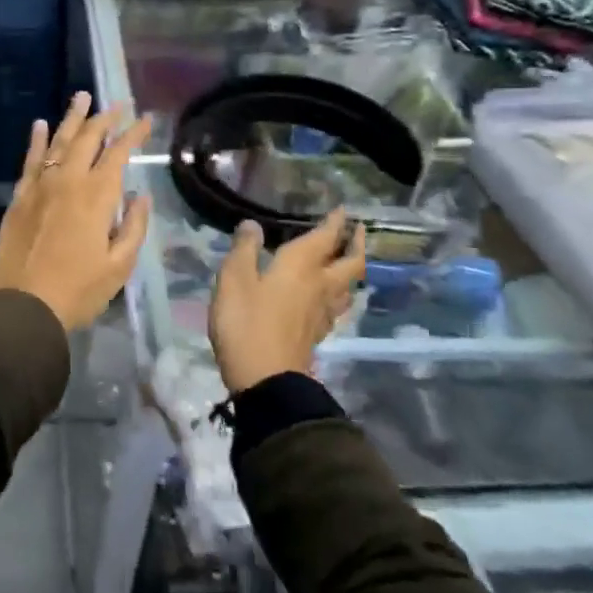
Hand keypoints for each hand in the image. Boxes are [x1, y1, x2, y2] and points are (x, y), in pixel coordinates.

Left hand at [0, 92, 152, 331]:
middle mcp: (67, 180)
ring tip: (81, 97)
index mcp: (96, 195)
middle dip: (105, 117)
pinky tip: (39, 124)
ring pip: (57, 141)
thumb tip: (140, 196)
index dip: (133, 133)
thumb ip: (133, 226)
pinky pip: (30, 160)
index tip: (146, 118)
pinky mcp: (19, 197)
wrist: (23, 306)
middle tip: (117, 103)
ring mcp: (40, 186)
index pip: (118, 152)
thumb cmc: (78, 290)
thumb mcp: (119, 266)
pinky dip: (36, 140)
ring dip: (72, 118)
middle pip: (87, 138)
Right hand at [208, 209, 364, 393]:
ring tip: (349, 262)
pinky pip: (336, 306)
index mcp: (301, 267)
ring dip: (352, 270)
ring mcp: (321, 314)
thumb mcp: (234, 280)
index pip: (325, 238)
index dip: (336, 222)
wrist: (267, 382)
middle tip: (358, 231)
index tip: (344, 210)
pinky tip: (329, 298)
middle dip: (356, 244)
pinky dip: (338, 294)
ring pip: (348, 287)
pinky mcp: (316, 335)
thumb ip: (244, 249)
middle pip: (350, 264)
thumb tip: (253, 224)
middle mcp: (319, 287)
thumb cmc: (247, 323)